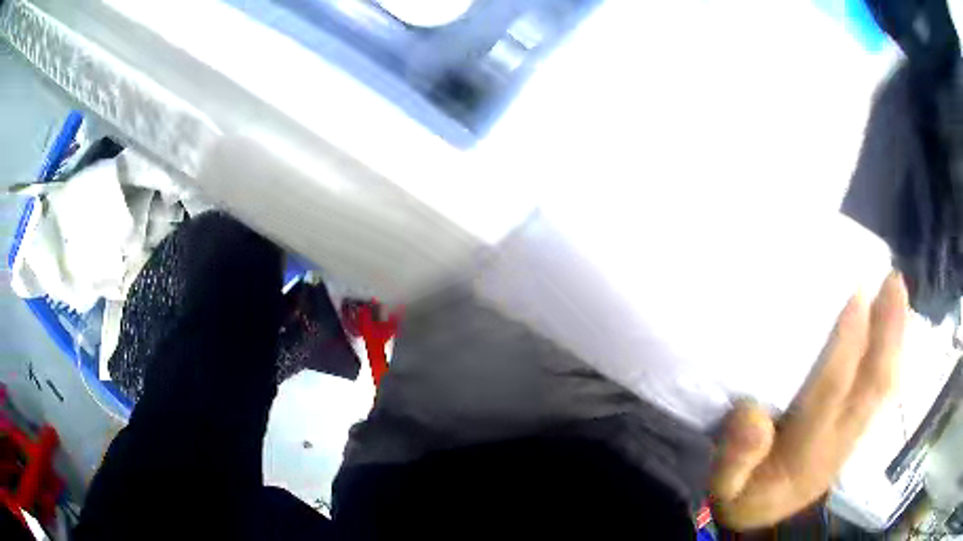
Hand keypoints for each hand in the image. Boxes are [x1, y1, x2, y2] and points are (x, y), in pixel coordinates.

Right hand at [710, 271, 908, 530]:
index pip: (833, 390)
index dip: (848, 341)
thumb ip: (735, 457)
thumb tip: (753, 412)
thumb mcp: (725, 487)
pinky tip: (894, 331)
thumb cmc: (746, 496)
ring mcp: (853, 436)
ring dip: (896, 338)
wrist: (766, 520)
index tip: (856, 292)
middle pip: (873, 383)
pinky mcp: (856, 433)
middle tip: (893, 279)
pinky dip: (893, 356)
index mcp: (807, 451)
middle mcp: (840, 440)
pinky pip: (883, 392)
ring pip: (884, 385)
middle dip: (889, 329)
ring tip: (899, 293)